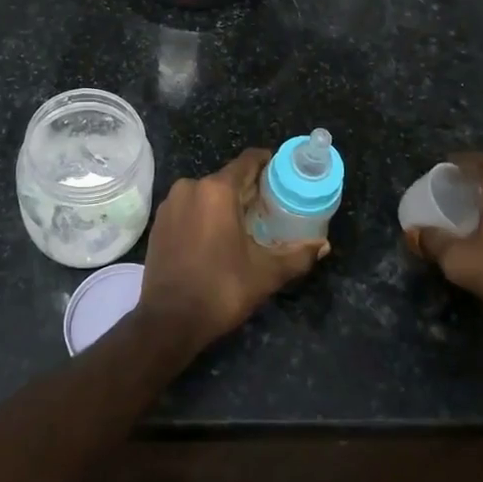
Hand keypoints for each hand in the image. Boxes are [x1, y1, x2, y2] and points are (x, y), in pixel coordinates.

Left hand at [138, 149, 325, 353]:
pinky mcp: (159, 222)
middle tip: (271, 206)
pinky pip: (189, 207)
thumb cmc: (221, 290)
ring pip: (207, 193)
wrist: (168, 320)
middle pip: (228, 177)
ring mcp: (171, 204)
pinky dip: (205, 214)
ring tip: (246, 223)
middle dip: (250, 188)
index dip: (268, 163)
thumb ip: (298, 256)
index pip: (248, 160)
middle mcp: (190, 187)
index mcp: (217, 190)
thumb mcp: (266, 274)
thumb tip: (323, 245)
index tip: (284, 174)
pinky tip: (217, 236)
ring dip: (226, 202)